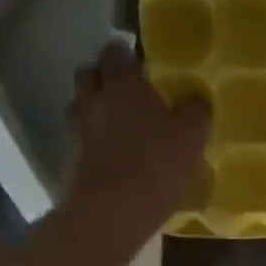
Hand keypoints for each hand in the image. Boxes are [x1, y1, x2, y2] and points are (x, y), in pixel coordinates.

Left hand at [63, 43, 209, 242]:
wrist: (111, 213)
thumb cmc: (156, 166)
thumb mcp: (191, 138)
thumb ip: (195, 112)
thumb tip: (196, 99)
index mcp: (122, 84)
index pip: (115, 52)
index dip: (126, 55)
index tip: (141, 65)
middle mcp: (93, 99)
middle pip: (90, 74)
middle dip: (105, 77)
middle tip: (128, 93)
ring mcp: (77, 129)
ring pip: (81, 105)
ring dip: (96, 108)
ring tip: (120, 125)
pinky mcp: (70, 158)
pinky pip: (81, 137)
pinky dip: (93, 139)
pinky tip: (113, 155)